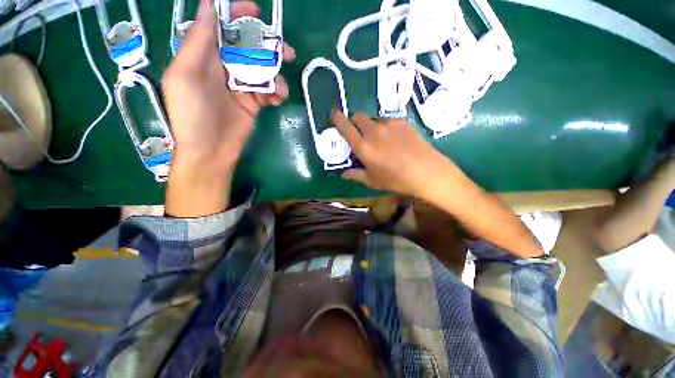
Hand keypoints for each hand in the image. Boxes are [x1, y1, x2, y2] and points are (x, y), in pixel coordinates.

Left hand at [163, 0, 294, 216]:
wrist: (210, 152)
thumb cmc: (191, 115)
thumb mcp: (185, 76)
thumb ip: (197, 42)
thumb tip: (208, 6)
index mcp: (203, 56)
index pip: (222, 27)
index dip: (237, 16)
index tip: (256, 12)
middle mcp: (223, 67)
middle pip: (248, 47)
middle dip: (267, 46)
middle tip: (285, 52)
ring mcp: (241, 86)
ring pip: (263, 70)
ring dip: (276, 75)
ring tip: (280, 88)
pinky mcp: (254, 103)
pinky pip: (269, 91)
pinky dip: (277, 93)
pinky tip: (278, 100)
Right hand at [332, 110, 450, 197]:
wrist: (426, 171)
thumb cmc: (395, 179)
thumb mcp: (372, 180)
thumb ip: (355, 174)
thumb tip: (344, 173)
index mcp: (363, 146)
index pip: (345, 126)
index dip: (337, 118)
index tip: (334, 113)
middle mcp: (373, 131)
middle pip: (358, 115)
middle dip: (354, 121)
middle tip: (359, 133)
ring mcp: (389, 124)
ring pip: (373, 119)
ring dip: (371, 127)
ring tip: (381, 141)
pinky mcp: (402, 122)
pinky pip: (387, 121)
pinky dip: (385, 128)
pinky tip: (394, 140)